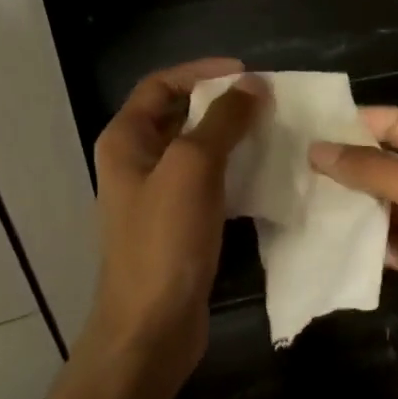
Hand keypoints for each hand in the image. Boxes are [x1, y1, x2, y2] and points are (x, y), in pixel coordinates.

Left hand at [81, 59, 266, 388]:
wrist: (151, 327)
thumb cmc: (164, 241)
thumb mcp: (192, 169)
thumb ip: (222, 121)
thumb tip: (252, 84)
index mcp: (125, 141)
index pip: (160, 85)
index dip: (201, 72)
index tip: (246, 73)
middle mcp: (136, 163)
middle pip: (178, 115)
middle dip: (220, 104)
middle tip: (267, 102)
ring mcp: (156, 197)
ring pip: (196, 151)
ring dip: (230, 138)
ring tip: (272, 133)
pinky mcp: (177, 226)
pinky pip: (206, 185)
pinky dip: (232, 173)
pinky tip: (264, 176)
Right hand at [309, 107, 397, 384]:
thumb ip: (378, 171)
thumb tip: (318, 150)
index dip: (356, 123)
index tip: (308, 127)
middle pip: (383, 163)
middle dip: (343, 162)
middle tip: (291, 162)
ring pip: (376, 202)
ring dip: (343, 199)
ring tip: (295, 193)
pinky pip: (377, 238)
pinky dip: (352, 236)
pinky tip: (318, 233)